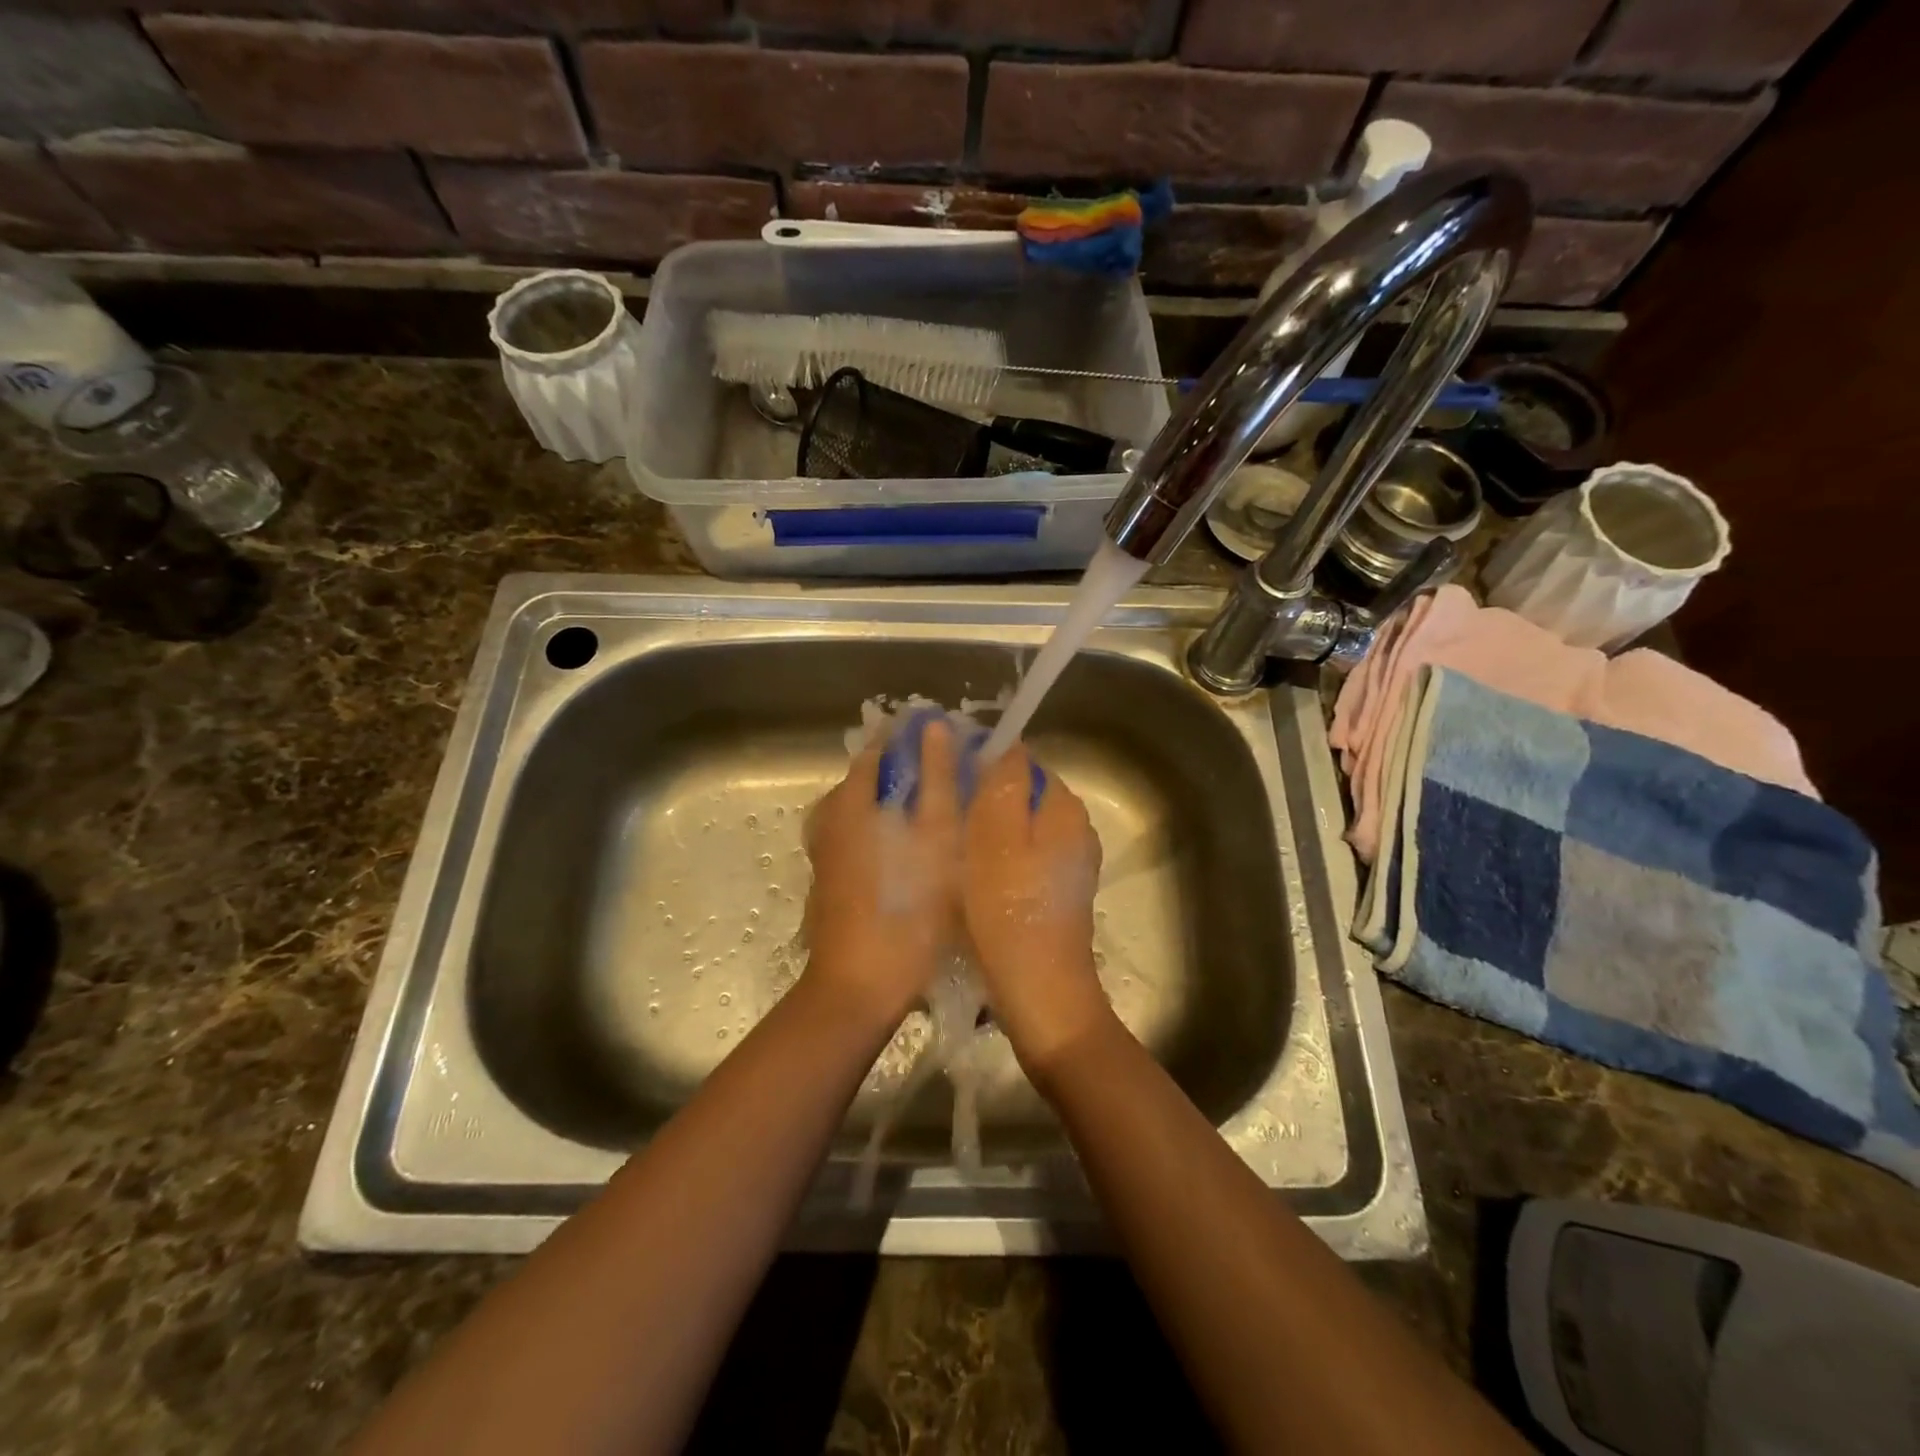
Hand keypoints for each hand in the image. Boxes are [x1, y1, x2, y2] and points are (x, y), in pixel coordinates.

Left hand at [802, 715, 961, 1029]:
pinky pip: (863, 838)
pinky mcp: (832, 880)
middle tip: (957, 782)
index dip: (914, 740)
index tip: (953, 743)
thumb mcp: (935, 837)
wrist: (860, 987)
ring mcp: (827, 852)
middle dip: (911, 773)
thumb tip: (935, 726)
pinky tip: (920, 854)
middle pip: (871, 779)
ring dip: (902, 806)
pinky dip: (890, 833)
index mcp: (848, 800)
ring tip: (944, 818)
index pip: (878, 747)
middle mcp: (829, 819)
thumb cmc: (907, 907)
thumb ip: (937, 778)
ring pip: (868, 811)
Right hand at [961, 744, 1110, 1076]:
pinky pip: (1019, 857)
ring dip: (984, 830)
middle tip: (938, 815)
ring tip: (947, 846)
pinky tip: (969, 878)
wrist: (1039, 993)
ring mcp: (1067, 863)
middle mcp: (1073, 828)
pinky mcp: (1054, 892)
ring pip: (1016, 827)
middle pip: (1019, 794)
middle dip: (980, 798)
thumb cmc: (1008, 909)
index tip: (942, 777)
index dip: (979, 762)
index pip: (1020, 760)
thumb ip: (1004, 781)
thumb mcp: (995, 835)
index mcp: (1063, 807)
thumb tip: (1005, 741)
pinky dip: (994, 859)